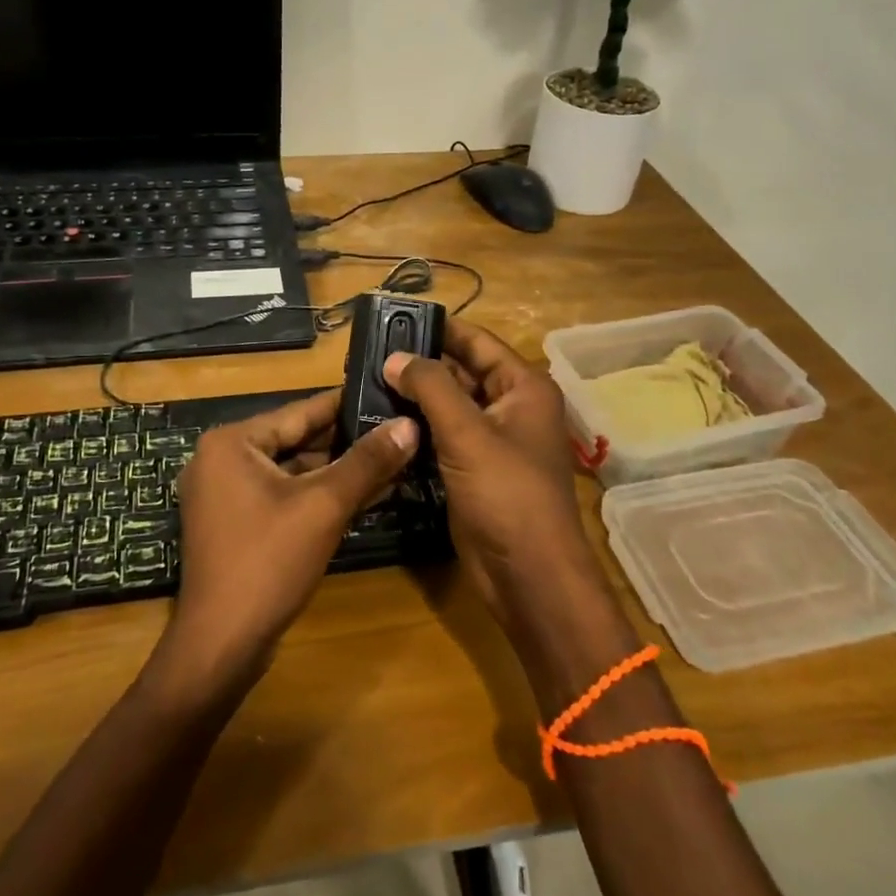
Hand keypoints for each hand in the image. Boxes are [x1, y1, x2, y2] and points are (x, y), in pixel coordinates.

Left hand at [160, 391, 415, 687]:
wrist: (221, 646)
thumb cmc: (268, 562)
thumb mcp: (324, 506)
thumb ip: (367, 462)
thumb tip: (409, 425)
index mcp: (231, 442)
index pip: (299, 411)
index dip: (346, 404)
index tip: (386, 393)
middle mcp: (222, 459)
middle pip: (296, 440)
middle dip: (347, 441)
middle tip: (397, 428)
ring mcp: (225, 494)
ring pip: (293, 471)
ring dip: (338, 471)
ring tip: (392, 459)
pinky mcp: (236, 524)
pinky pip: (284, 497)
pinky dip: (318, 496)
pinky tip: (365, 495)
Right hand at [385, 322, 598, 633]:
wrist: (528, 576)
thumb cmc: (507, 495)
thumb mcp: (467, 433)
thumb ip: (431, 387)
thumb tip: (394, 357)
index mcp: (523, 387)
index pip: (477, 342)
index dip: (439, 328)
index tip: (395, 318)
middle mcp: (511, 407)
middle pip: (461, 371)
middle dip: (420, 364)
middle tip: (369, 353)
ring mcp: (492, 441)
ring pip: (449, 405)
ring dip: (415, 396)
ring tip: (366, 381)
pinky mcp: (474, 469)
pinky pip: (443, 436)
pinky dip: (418, 427)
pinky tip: (381, 420)